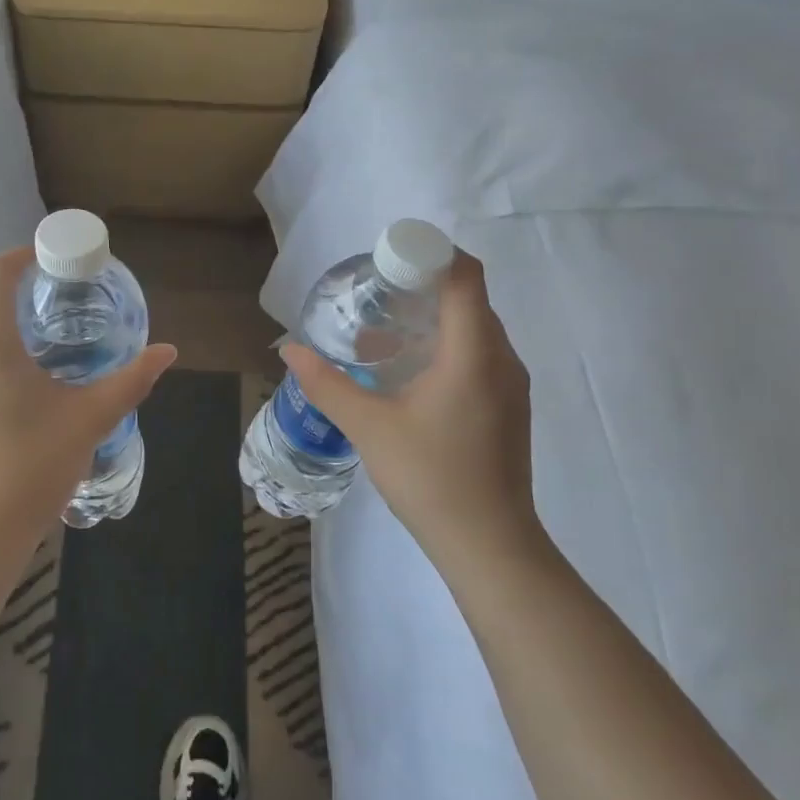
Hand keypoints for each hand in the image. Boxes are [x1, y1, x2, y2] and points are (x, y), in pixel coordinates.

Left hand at [0, 246, 176, 545]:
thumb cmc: (34, 463)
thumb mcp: (90, 418)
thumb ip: (131, 380)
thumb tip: (167, 352)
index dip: (21, 255)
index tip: (50, 259)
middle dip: (21, 298)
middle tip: (62, 308)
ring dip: (6, 333)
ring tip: (46, 353)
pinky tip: (21, 396)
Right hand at [280, 252, 541, 577]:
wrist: (489, 545)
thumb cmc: (430, 477)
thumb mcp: (368, 426)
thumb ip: (326, 384)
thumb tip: (289, 351)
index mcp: (474, 353)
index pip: (464, 276)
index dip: (430, 254)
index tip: (386, 261)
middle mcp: (502, 359)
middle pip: (468, 298)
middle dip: (423, 285)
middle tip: (374, 293)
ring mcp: (511, 385)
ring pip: (474, 328)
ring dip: (433, 318)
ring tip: (383, 331)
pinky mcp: (508, 407)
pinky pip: (479, 354)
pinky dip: (446, 345)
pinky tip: (408, 372)